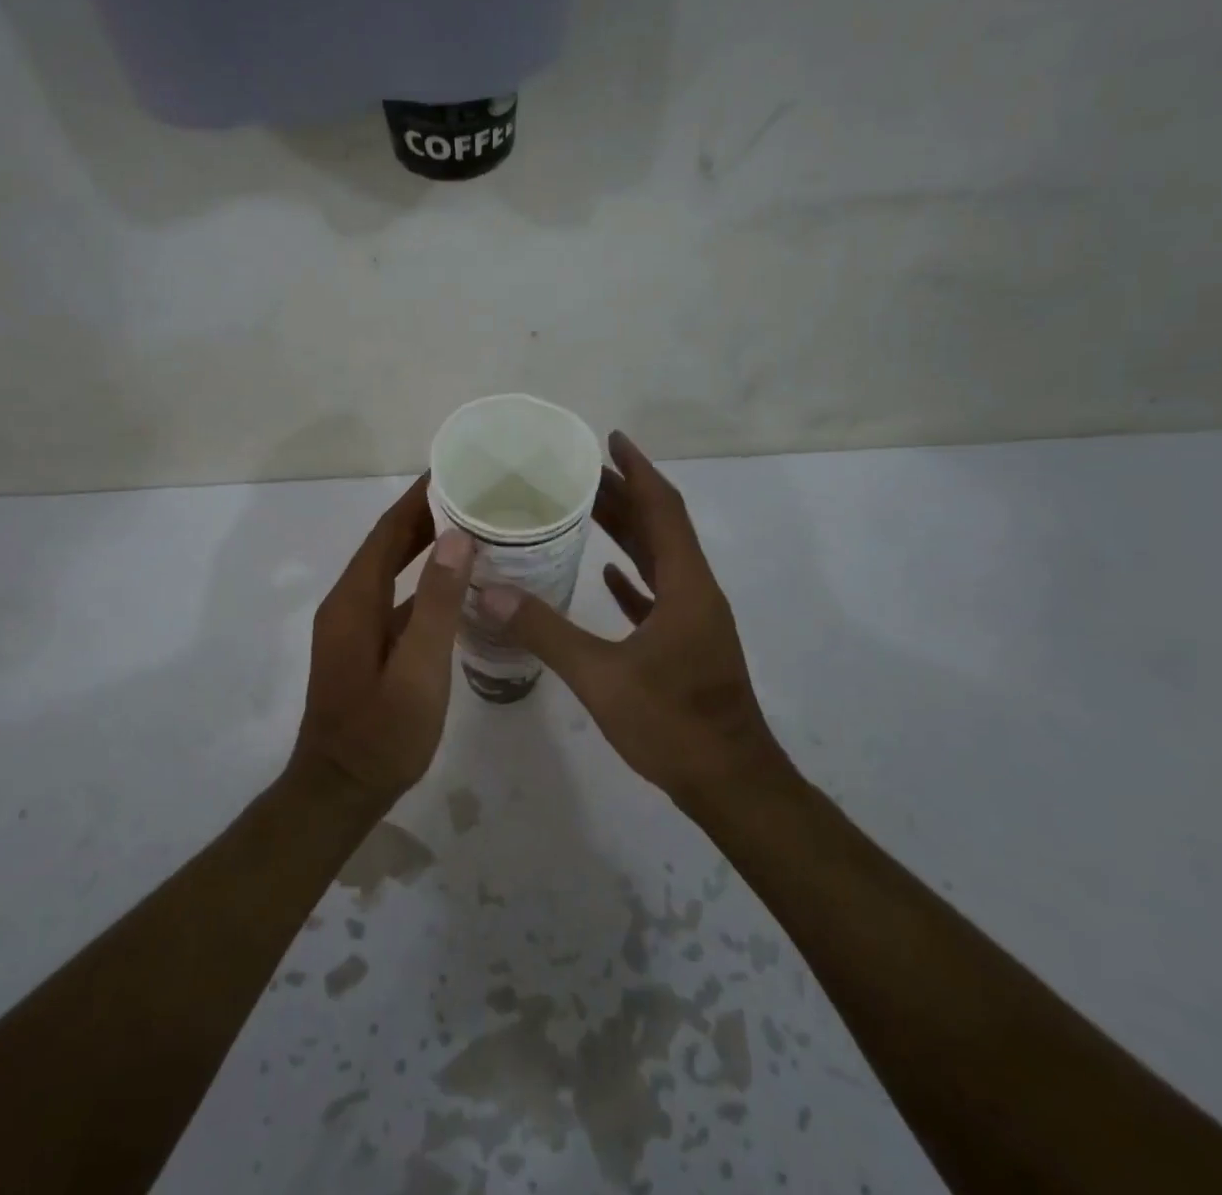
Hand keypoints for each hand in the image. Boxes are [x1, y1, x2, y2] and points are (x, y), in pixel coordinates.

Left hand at [291, 474, 475, 801]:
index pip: (387, 531)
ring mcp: (354, 626)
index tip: (453, 469)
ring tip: (470, 525)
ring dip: (424, 544)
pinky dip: (422, 580)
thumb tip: (456, 536)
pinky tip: (455, 583)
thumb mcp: (419, 669)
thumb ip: (437, 603)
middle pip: (387, 544)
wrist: (341, 790)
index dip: (417, 498)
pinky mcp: (365, 646)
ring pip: (391, 570)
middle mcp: (348, 603)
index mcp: (355, 600)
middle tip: (472, 492)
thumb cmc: (383, 733)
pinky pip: (395, 597)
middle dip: (424, 514)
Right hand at [480, 432, 792, 804]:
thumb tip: (491, 592)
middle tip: (579, 472)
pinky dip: (633, 577)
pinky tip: (606, 574)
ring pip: (658, 559)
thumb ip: (546, 631)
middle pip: (659, 527)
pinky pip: (658, 594)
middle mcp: (695, 591)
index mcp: (685, 585)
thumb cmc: (673, 724)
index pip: (663, 508)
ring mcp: (694, 619)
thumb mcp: (601, 676)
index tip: (611, 439)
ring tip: (586, 508)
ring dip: (627, 531)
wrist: (730, 783)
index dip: (638, 470)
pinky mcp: (687, 644)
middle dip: (624, 494)